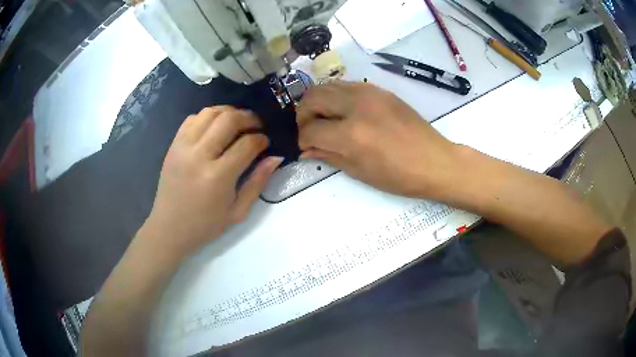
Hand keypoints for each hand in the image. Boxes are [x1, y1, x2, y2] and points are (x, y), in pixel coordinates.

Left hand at [143, 106, 282, 261]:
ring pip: (210, 113)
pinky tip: (215, 127)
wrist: (169, 228)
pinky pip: (192, 118)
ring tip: (238, 122)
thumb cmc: (205, 225)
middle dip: (249, 118)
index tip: (266, 142)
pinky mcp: (173, 145)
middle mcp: (199, 155)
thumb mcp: (238, 211)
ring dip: (229, 112)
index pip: (247, 144)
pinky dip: (208, 116)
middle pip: (229, 119)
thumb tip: (276, 157)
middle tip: (256, 125)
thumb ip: (258, 182)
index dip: (261, 139)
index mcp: (217, 176)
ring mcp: (183, 147)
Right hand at [297, 81, 459, 198]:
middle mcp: (356, 106)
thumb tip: (306, 148)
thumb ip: (328, 155)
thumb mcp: (359, 171)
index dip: (302, 139)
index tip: (305, 146)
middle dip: (303, 114)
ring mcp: (369, 93)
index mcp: (351, 135)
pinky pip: (346, 85)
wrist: (434, 161)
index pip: (310, 130)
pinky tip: (343, 111)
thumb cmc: (399, 176)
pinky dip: (335, 96)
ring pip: (327, 85)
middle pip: (312, 98)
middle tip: (309, 129)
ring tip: (324, 119)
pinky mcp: (379, 89)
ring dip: (318, 101)